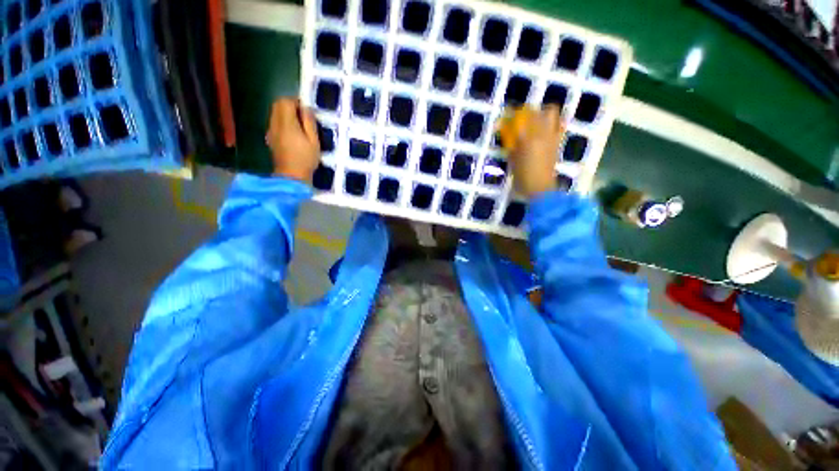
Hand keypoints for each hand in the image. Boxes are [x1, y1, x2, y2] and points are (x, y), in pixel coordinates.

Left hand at [266, 98, 319, 181]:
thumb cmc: (306, 159)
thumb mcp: (314, 141)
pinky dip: (283, 122)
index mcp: (287, 124)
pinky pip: (275, 123)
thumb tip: (306, 108)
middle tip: (303, 116)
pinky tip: (293, 134)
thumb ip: (309, 123)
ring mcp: (271, 131)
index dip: (296, 101)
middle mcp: (275, 124)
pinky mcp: (271, 138)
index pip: (285, 102)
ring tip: (299, 126)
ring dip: (286, 114)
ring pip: (275, 113)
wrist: (291, 177)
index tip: (306, 110)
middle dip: (289, 105)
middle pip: (277, 105)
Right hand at [506, 105, 564, 197]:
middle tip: (517, 120)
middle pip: (534, 111)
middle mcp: (541, 133)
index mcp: (527, 139)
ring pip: (551, 112)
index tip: (502, 119)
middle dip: (524, 112)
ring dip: (541, 112)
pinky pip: (558, 124)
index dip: (509, 116)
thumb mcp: (512, 161)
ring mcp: (552, 135)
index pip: (518, 119)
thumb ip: (511, 144)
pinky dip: (552, 122)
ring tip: (532, 121)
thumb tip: (507, 133)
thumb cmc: (523, 177)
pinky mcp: (557, 141)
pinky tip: (544, 128)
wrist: (541, 188)